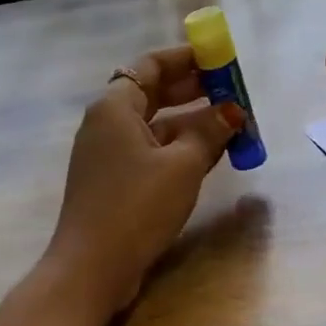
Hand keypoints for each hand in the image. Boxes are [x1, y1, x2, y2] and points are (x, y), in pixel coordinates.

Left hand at [48, 45, 240, 314]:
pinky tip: (210, 155)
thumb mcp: (182, 165)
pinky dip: (179, 148)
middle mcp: (106, 124)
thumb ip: (209, 132)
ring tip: (232, 124)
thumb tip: (233, 112)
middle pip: (153, 93)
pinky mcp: (114, 182)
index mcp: (114, 107)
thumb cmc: (136, 206)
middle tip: (232, 90)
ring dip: (192, 123)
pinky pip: (151, 152)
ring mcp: (108, 155)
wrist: (92, 267)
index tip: (219, 59)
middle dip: (194, 90)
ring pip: (155, 126)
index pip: (150, 66)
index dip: (186, 59)